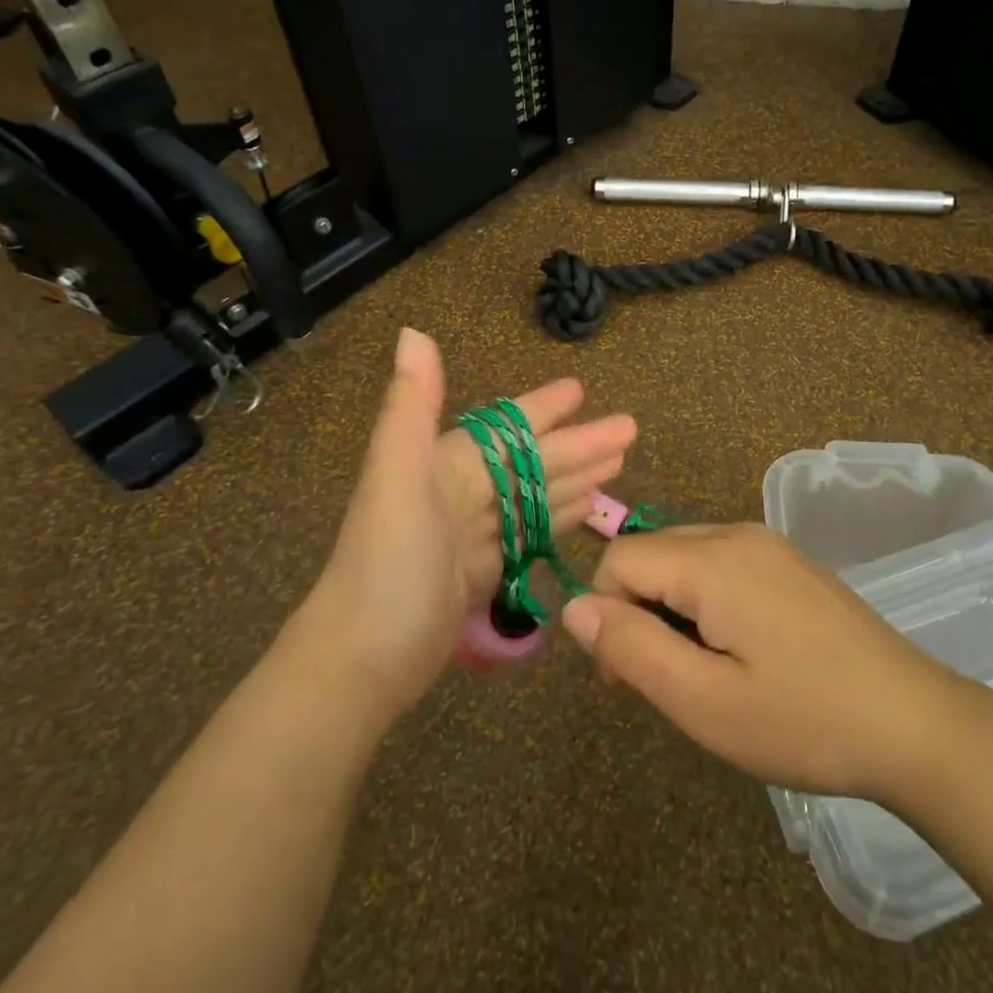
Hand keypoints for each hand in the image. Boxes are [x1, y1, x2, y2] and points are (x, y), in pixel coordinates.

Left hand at [297, 329, 634, 721]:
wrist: (362, 659)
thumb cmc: (388, 561)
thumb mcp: (397, 475)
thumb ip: (412, 405)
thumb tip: (412, 332)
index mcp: (445, 463)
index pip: (507, 427)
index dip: (543, 408)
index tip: (581, 390)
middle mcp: (462, 491)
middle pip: (533, 460)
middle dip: (580, 444)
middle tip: (630, 429)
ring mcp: (474, 533)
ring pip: (536, 495)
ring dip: (576, 477)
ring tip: (620, 464)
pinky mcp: (483, 571)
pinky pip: (530, 533)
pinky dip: (559, 518)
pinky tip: (589, 509)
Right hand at [559, 523, 953, 800]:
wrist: (915, 722)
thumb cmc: (804, 719)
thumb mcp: (705, 701)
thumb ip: (632, 647)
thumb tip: (573, 606)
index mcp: (713, 559)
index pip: (620, 559)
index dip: (606, 614)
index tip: (626, 678)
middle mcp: (736, 534)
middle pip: (651, 553)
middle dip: (636, 611)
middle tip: (662, 683)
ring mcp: (768, 544)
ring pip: (684, 558)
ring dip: (669, 608)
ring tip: (699, 673)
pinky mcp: (788, 562)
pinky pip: (720, 565)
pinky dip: (703, 601)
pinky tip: (735, 653)